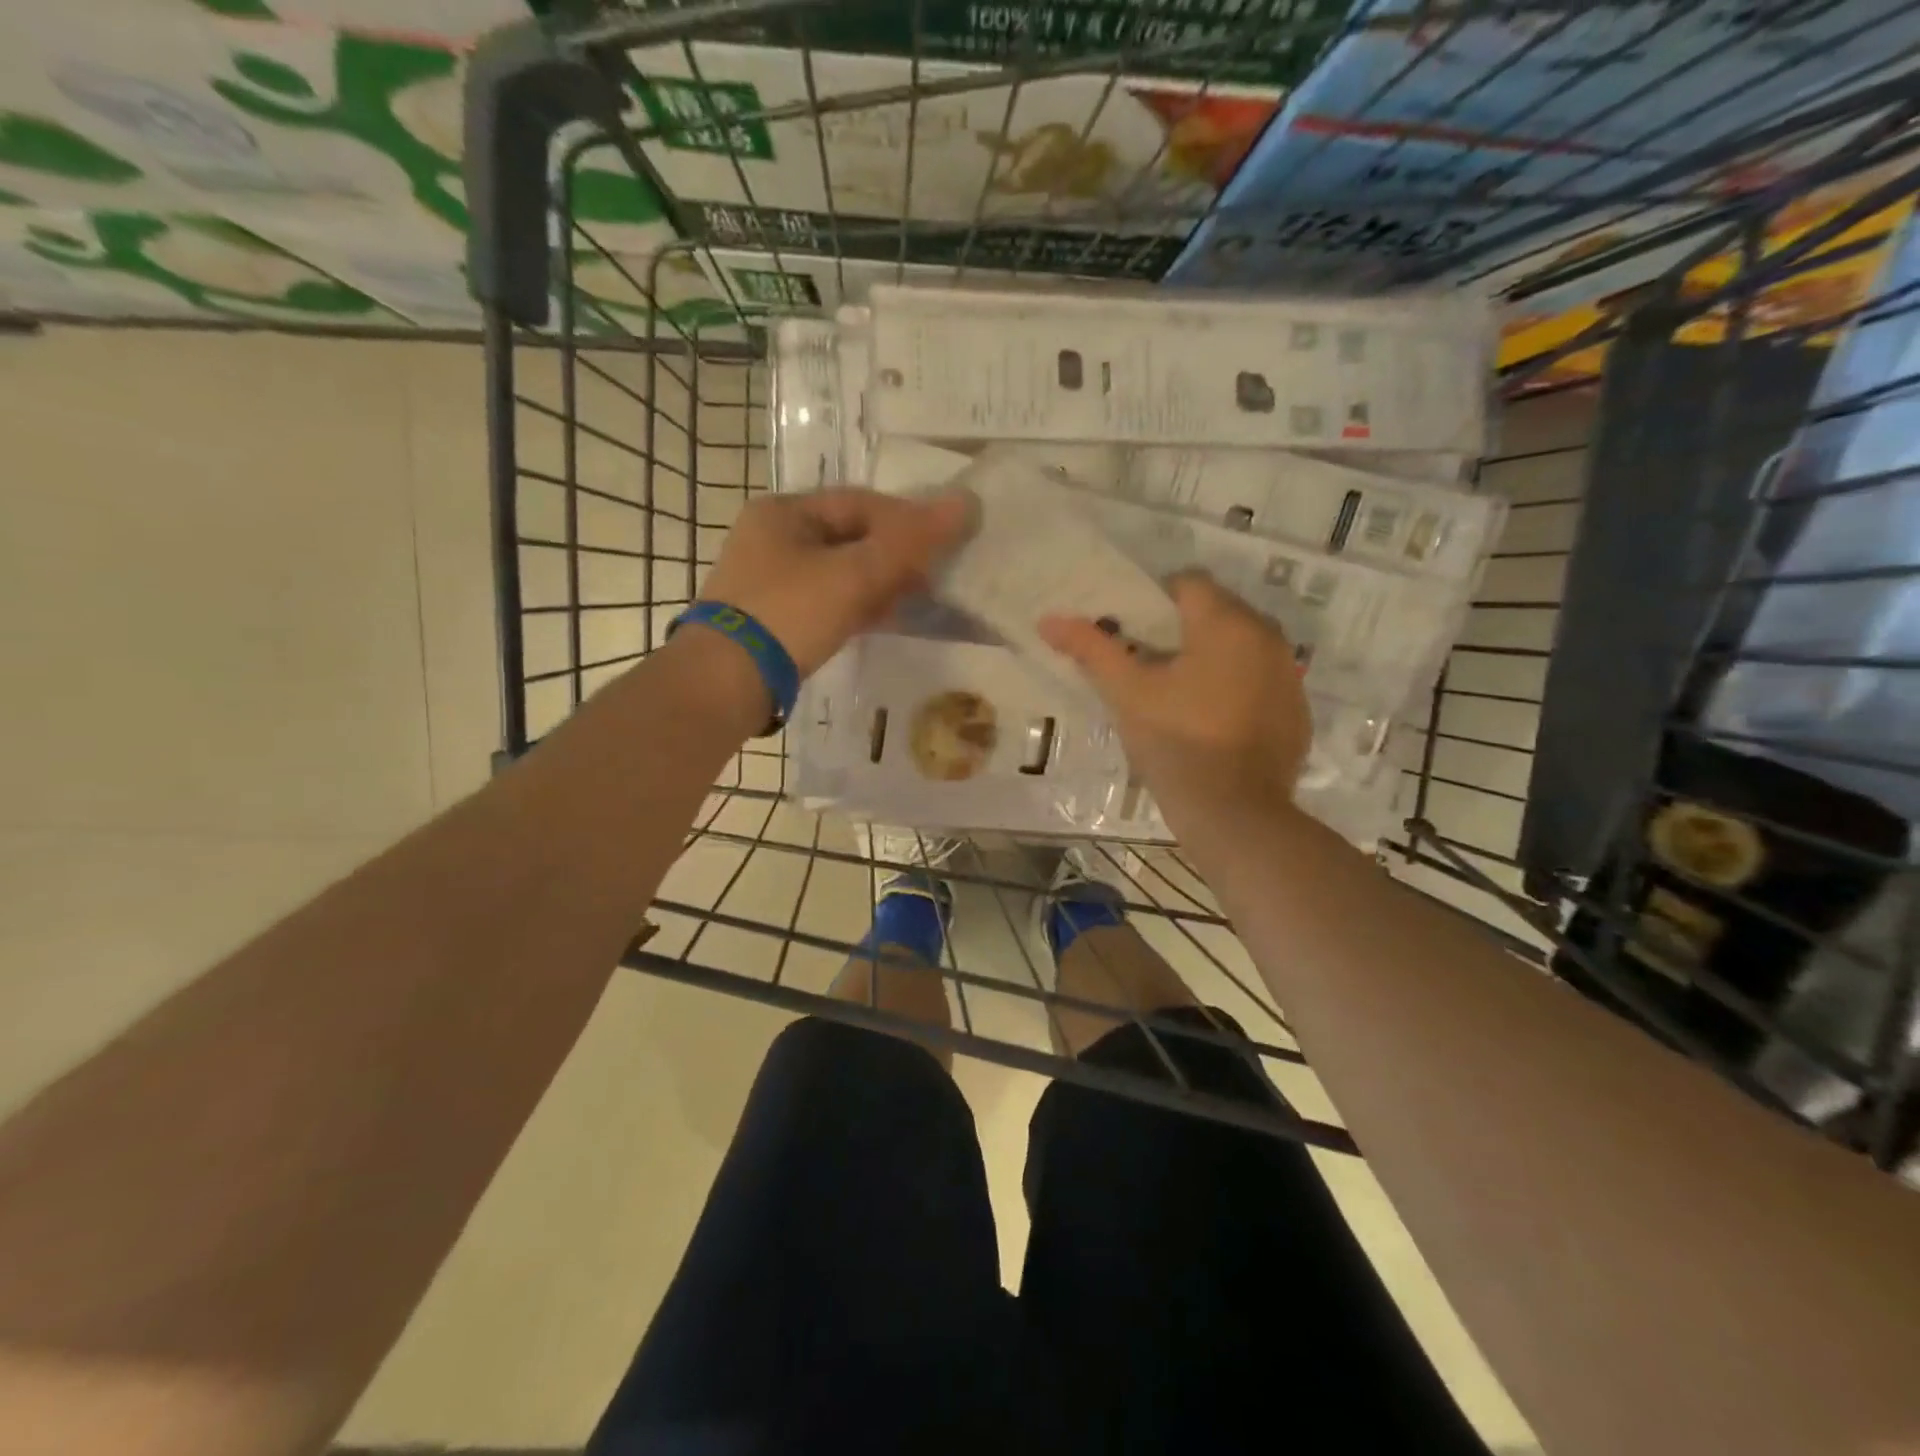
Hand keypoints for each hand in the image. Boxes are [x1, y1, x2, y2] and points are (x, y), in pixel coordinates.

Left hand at [700, 487, 972, 674]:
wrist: (727, 681)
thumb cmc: (790, 613)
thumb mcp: (854, 574)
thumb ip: (910, 542)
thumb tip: (966, 504)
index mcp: (784, 512)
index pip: (860, 503)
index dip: (907, 518)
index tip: (943, 542)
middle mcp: (772, 537)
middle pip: (850, 536)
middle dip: (895, 554)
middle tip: (934, 575)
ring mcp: (770, 580)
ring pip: (840, 571)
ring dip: (880, 582)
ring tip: (918, 599)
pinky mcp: (774, 618)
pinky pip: (827, 600)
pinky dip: (858, 605)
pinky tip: (885, 619)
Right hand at [1039, 571, 1311, 818]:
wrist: (1235, 815)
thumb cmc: (1176, 744)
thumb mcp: (1127, 694)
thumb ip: (1091, 649)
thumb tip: (1048, 620)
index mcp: (1226, 623)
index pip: (1188, 582)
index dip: (1154, 601)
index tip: (1132, 633)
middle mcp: (1268, 637)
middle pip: (1218, 611)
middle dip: (1183, 629)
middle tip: (1149, 665)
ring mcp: (1289, 675)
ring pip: (1242, 646)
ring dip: (1212, 657)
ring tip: (1179, 694)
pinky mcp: (1297, 711)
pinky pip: (1262, 680)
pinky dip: (1238, 686)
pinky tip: (1213, 721)